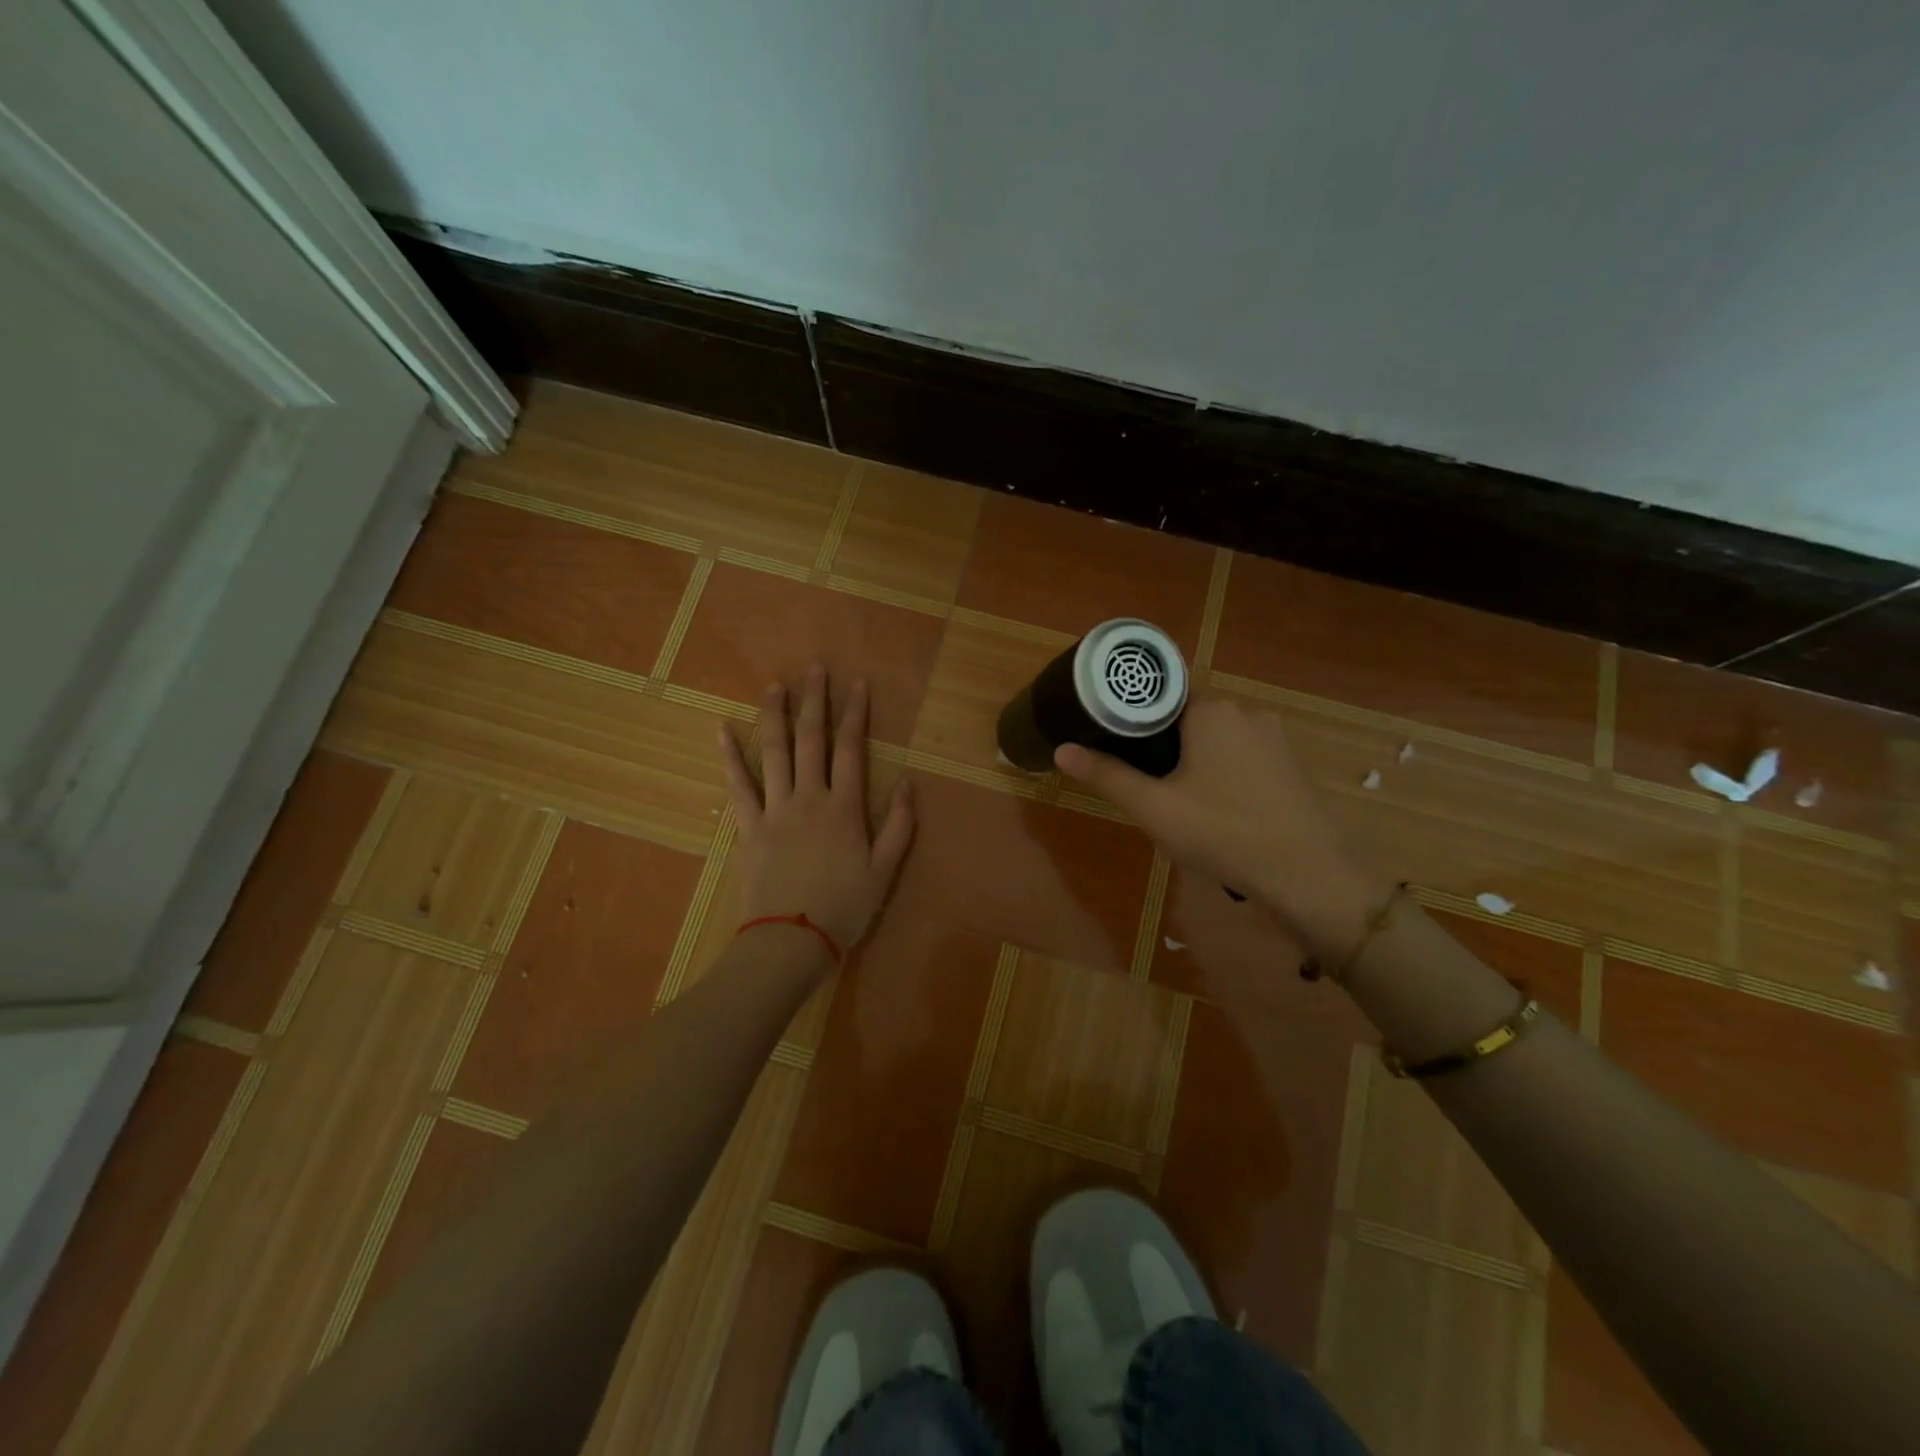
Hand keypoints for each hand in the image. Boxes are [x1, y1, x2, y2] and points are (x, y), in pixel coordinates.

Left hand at [719, 665, 914, 959]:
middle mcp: (809, 798)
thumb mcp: (885, 870)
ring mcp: (775, 810)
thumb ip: (900, 825)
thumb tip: (909, 782)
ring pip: (774, 753)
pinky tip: (723, 730)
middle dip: (814, 702)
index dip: (855, 714)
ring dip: (774, 715)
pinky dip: (730, 757)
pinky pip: (738, 787)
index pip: (851, 749)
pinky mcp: (749, 828)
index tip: (857, 683)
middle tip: (814, 669)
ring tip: (774, 685)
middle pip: (811, 740)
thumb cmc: (844, 908)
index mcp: (844, 808)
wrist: (791, 941)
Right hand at [1053, 696, 1377, 950]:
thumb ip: (1107, 775)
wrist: (1308, 874)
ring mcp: (1273, 735)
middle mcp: (1245, 710)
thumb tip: (1061, 750)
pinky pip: (1241, 751)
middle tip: (1139, 775)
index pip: (1160, 690)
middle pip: (1186, 712)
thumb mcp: (1154, 807)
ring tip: (1172, 793)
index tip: (1111, 734)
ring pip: (1215, 734)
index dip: (1132, 711)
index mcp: (1210, 710)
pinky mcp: (1288, 761)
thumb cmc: (1223, 832)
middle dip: (1161, 739)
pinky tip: (1214, 803)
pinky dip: (1220, 767)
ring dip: (1192, 755)